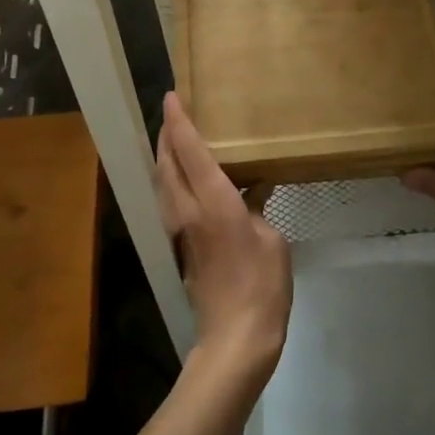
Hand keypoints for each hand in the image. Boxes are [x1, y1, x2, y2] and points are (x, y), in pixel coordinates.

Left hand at [157, 93, 292, 381]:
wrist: (235, 338)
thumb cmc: (262, 284)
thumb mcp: (273, 239)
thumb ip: (258, 208)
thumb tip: (254, 189)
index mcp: (213, 201)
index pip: (189, 149)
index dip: (178, 120)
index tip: (171, 96)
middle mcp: (187, 209)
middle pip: (165, 162)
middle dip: (165, 134)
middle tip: (174, 114)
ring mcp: (178, 229)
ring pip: (162, 182)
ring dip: (164, 156)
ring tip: (177, 141)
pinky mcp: (179, 246)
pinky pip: (168, 199)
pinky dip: (171, 179)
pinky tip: (188, 180)